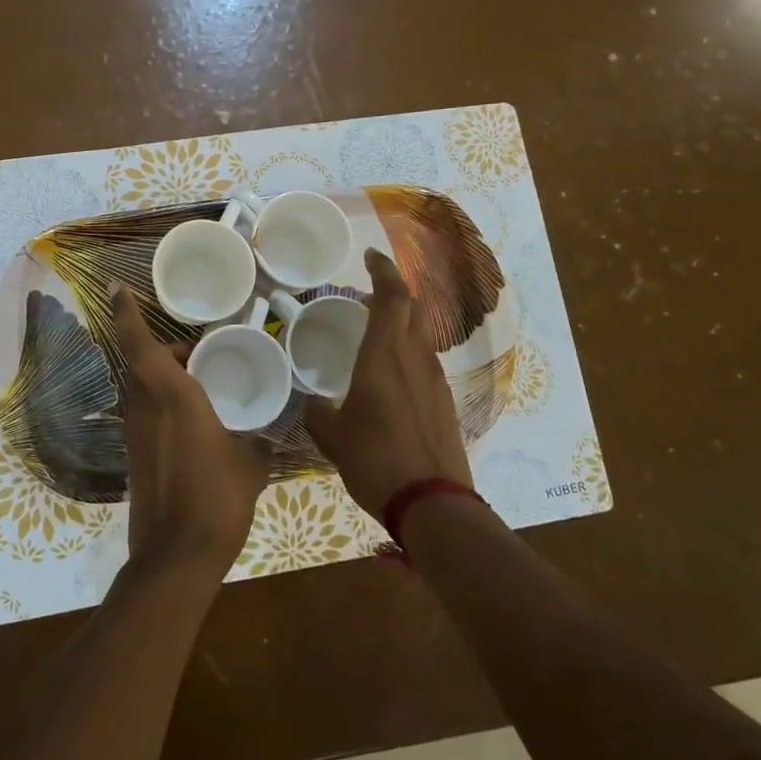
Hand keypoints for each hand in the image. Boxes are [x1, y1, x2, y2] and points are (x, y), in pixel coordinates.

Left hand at [111, 284, 270, 580]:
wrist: (176, 556)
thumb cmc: (217, 496)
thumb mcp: (250, 463)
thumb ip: (257, 442)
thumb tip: (268, 439)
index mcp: (170, 395)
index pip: (138, 343)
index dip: (125, 312)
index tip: (116, 288)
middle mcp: (143, 407)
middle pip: (144, 364)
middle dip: (168, 352)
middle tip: (203, 354)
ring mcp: (134, 433)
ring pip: (145, 389)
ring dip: (167, 380)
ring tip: (206, 387)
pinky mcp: (135, 456)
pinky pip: (148, 415)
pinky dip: (167, 406)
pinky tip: (198, 426)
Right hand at [305, 248, 472, 518]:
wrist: (433, 502)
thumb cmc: (376, 460)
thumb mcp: (333, 437)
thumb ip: (319, 412)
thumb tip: (315, 404)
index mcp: (385, 356)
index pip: (392, 297)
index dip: (383, 271)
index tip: (372, 256)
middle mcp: (415, 359)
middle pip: (413, 309)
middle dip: (394, 291)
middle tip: (370, 292)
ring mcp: (435, 381)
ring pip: (421, 336)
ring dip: (402, 323)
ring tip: (376, 332)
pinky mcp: (444, 403)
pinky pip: (425, 363)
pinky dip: (408, 353)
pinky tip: (390, 376)